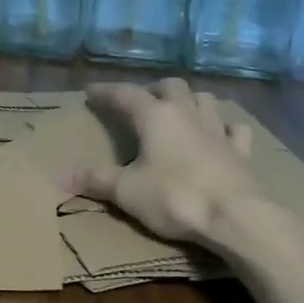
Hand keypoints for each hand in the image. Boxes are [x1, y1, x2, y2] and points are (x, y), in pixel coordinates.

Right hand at [69, 79, 264, 246]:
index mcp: (156, 116)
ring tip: (180, 110)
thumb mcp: (127, 191)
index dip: (106, 91)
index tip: (91, 91)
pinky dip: (224, 126)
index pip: (125, 94)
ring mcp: (218, 130)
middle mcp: (188, 113)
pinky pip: (234, 128)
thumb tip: (62, 178)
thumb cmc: (175, 197)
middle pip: (171, 86)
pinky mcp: (241, 151)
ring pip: (204, 99)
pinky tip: (221, 133)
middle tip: (141, 100)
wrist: (235, 217)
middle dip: (153, 88)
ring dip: (190, 99)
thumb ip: (96, 180)